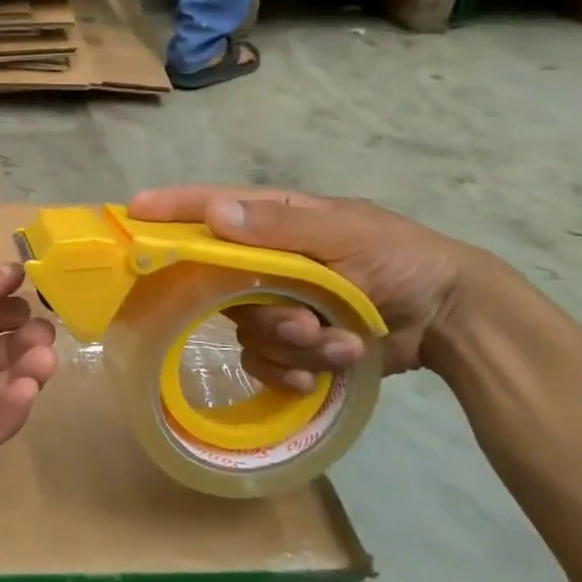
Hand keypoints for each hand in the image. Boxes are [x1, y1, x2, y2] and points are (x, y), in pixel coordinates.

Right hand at [127, 187, 478, 388]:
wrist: (450, 319)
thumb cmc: (401, 259)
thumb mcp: (346, 234)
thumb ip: (280, 227)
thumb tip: (214, 215)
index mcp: (275, 222)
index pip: (211, 209)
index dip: (170, 210)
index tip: (131, 213)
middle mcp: (266, 262)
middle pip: (222, 286)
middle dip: (264, 311)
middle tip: (306, 322)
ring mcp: (277, 304)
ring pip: (247, 332)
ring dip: (296, 345)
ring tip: (343, 344)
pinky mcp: (291, 344)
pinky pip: (263, 363)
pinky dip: (294, 371)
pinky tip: (326, 373)